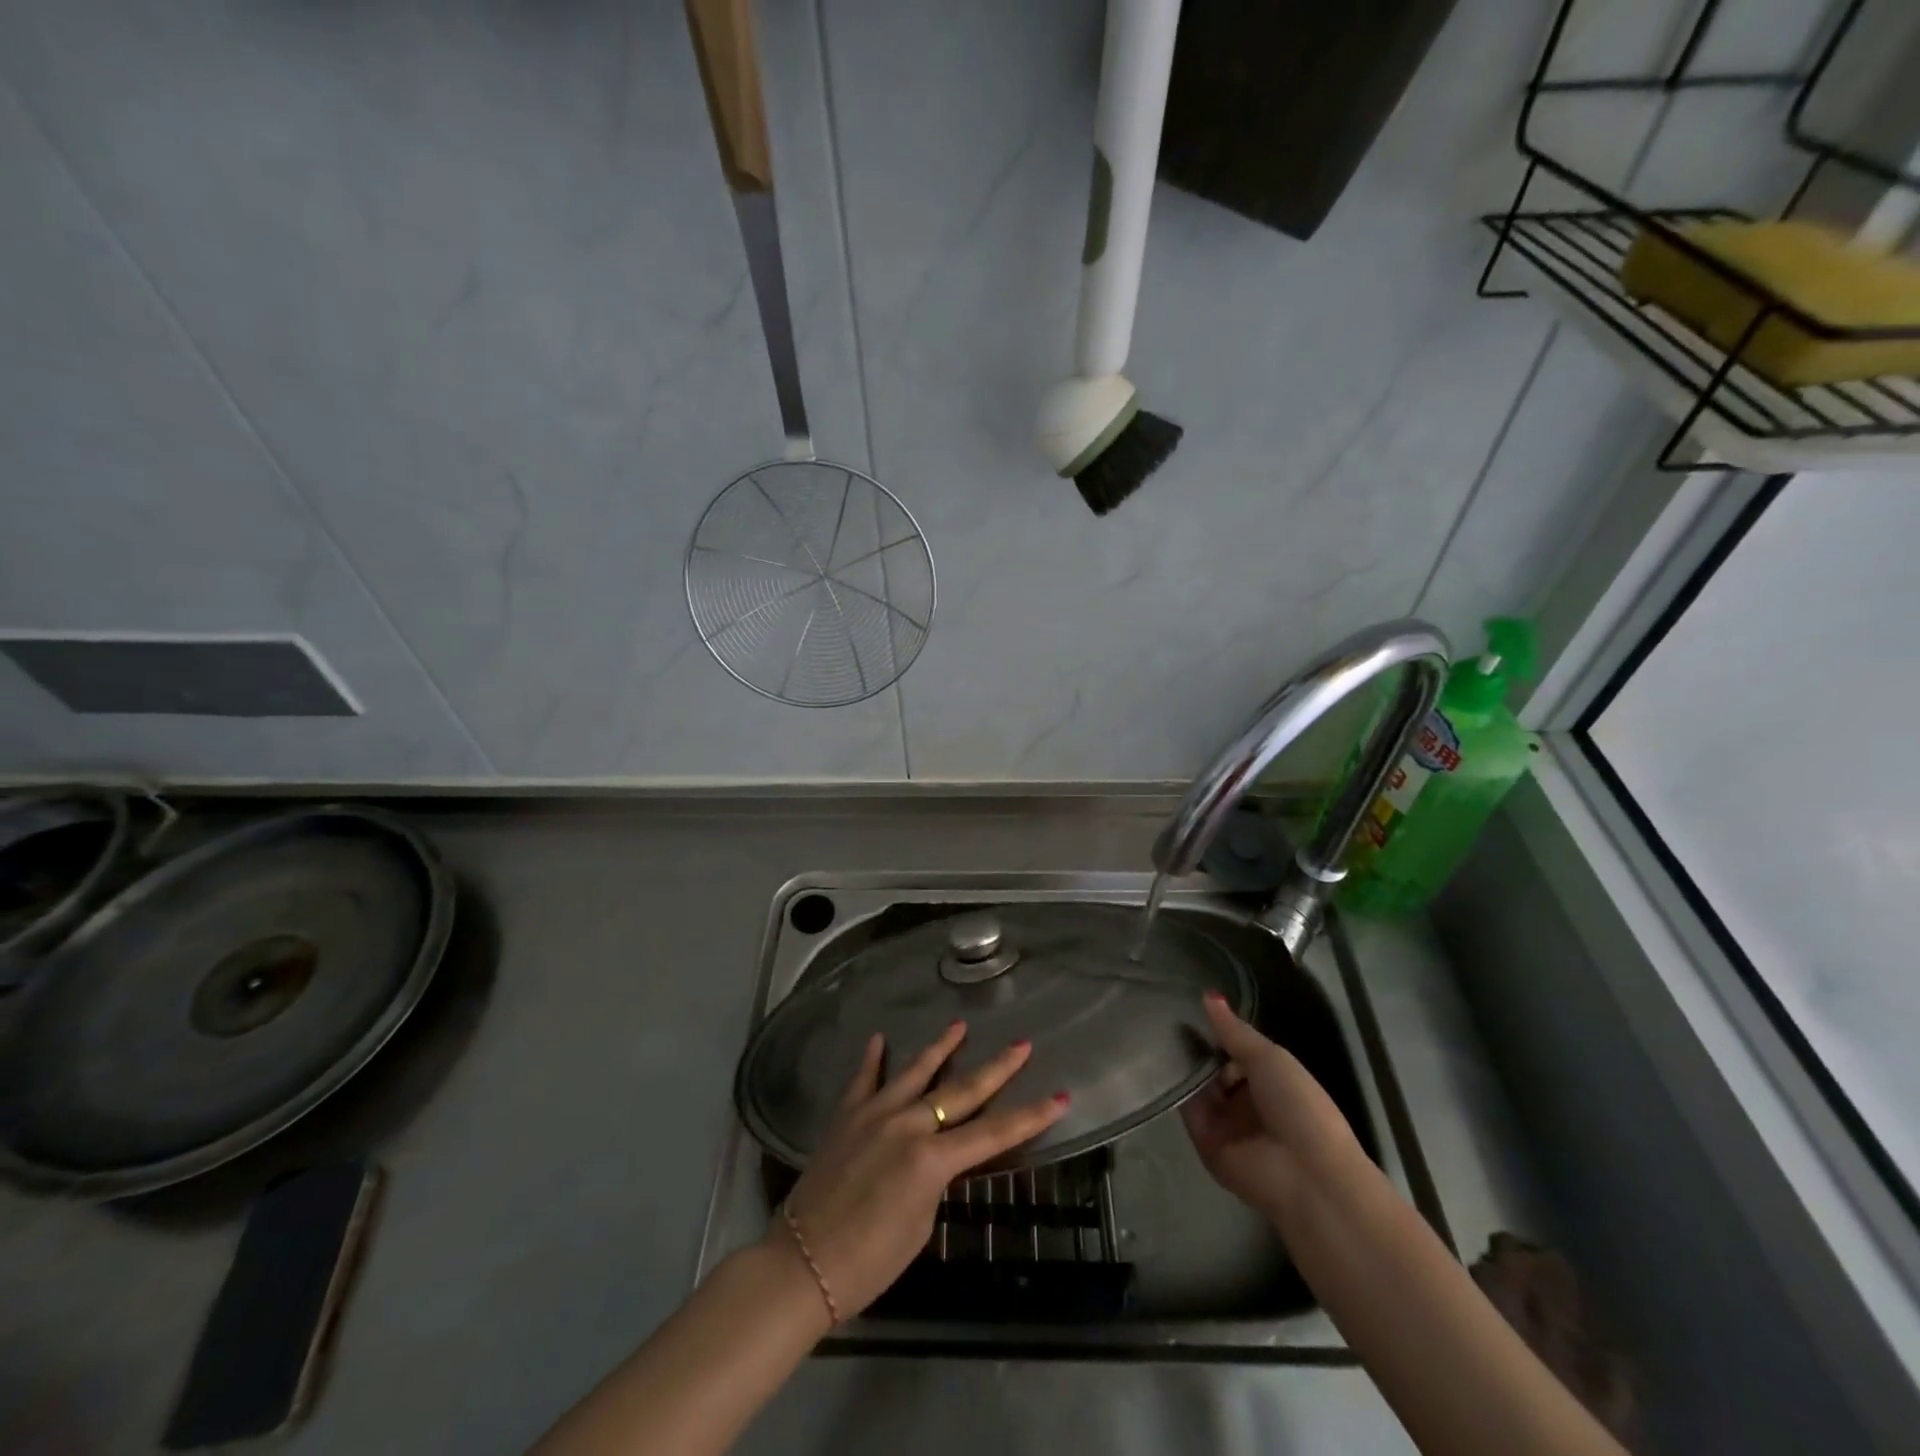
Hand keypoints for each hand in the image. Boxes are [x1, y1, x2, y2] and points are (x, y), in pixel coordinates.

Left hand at [771, 1022, 1068, 1321]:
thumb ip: (935, 1179)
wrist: (801, 1263)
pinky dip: (872, 1059)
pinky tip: (879, 1039)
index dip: (1030, 1116)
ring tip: (959, 1025)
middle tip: (1021, 1043)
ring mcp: (874, 1113)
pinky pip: (863, 1079)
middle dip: (997, 1068)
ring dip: (939, 1048)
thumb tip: (938, 1156)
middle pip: (962, 1091)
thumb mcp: (921, 1225)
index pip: (994, 1132)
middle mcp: (907, 1124)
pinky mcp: (846, 1115)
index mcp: (932, 1159)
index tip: (1059, 1096)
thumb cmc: (869, 1262)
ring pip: (914, 1071)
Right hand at [1180, 991, 1364, 1225]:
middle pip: (1213, 1068)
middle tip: (1162, 1015)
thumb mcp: (1269, 1057)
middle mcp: (1245, 1100)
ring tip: (1152, 1030)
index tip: (1186, 1005)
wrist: (1306, 1175)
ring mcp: (1225, 1122)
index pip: (1234, 1051)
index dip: (1216, 1032)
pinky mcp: (1205, 1142)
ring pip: (1197, 1086)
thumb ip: (1234, 1030)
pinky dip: (1176, 1089)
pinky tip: (1158, 1061)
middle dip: (1195, 1048)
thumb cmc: (1298, 1106)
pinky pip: (1186, 1110)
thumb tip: (1208, 994)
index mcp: (1269, 1080)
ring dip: (1182, 1065)